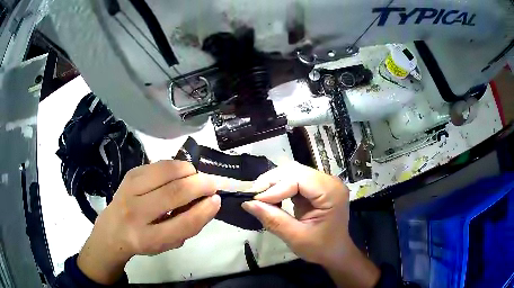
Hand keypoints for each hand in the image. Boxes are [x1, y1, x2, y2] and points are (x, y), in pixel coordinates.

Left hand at [77, 160, 219, 284]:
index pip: (182, 224)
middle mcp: (135, 213)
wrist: (112, 229)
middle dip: (200, 184)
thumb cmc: (144, 240)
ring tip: (196, 177)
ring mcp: (130, 189)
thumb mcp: (167, 244)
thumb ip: (188, 226)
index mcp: (147, 238)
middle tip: (212, 184)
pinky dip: (176, 167)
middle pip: (174, 192)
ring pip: (166, 171)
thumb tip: (209, 202)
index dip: (204, 211)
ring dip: (188, 171)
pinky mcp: (130, 174)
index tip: (217, 200)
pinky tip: (179, 174)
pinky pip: (159, 164)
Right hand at [242, 162, 379, 287]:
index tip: (255, 200)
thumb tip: (247, 203)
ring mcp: (323, 182)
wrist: (335, 252)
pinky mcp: (316, 187)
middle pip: (295, 171)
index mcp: (331, 192)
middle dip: (272, 182)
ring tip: (260, 197)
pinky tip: (270, 198)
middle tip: (254, 197)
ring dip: (274, 183)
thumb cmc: (321, 247)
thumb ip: (273, 219)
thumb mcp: (296, 237)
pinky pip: (294, 180)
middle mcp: (329, 181)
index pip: (299, 179)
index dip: (275, 188)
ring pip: (293, 172)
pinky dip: (280, 187)